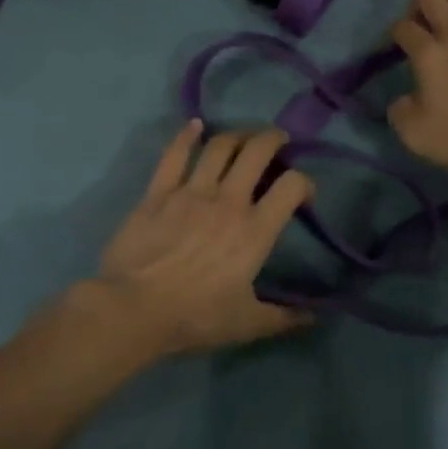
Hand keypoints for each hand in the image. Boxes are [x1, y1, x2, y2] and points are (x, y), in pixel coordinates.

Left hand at [84, 121, 314, 356]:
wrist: (134, 309)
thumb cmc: (195, 317)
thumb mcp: (246, 324)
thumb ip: (282, 318)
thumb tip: (313, 318)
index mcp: (255, 230)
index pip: (291, 186)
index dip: (304, 182)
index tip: (302, 192)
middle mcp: (228, 201)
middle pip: (256, 152)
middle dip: (272, 139)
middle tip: (278, 140)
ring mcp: (191, 192)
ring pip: (219, 146)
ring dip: (236, 135)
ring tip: (243, 136)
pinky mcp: (158, 192)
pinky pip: (174, 154)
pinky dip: (186, 135)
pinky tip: (195, 124)